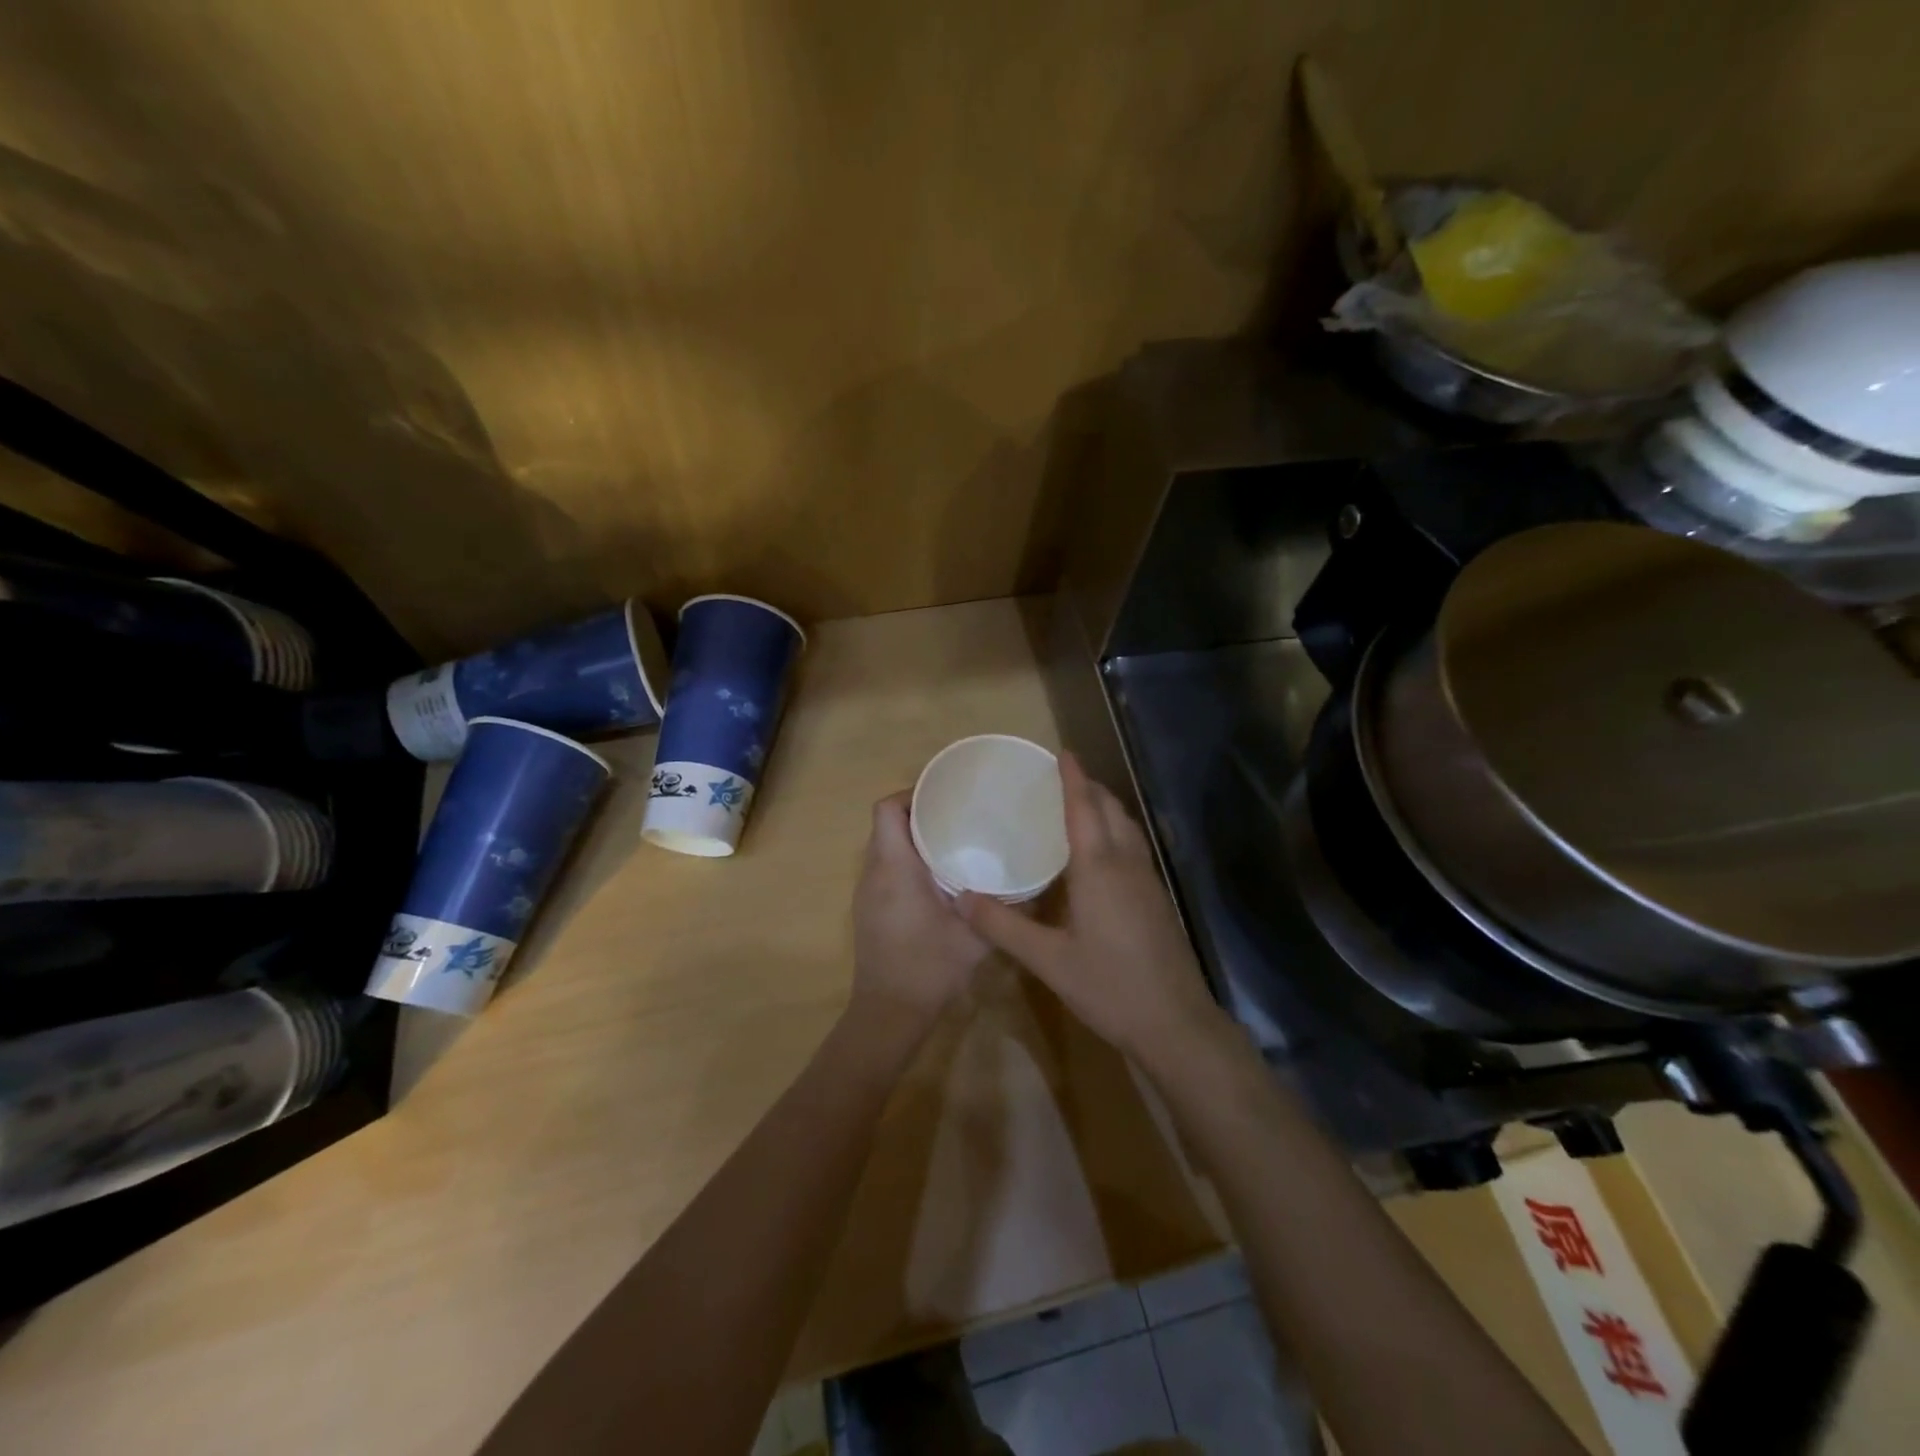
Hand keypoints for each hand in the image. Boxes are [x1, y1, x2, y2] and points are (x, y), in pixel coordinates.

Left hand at [851, 791, 990, 1026]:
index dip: (912, 794)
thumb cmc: (929, 968)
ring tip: (953, 839)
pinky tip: (938, 876)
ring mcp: (867, 892)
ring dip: (912, 837)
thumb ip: (1004, 907)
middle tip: (958, 814)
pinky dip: (906, 860)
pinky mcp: (869, 908)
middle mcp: (874, 873)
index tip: (945, 796)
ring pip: (884, 845)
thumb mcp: (976, 937)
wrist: (889, 1013)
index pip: (887, 809)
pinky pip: (884, 868)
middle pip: (886, 823)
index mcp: (895, 868)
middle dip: (918, 812)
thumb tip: (1036, 883)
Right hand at [957, 753, 1228, 1066]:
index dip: (1073, 778)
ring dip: (1105, 808)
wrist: (1175, 1023)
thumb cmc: (1109, 987)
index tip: (1061, 753)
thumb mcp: (1048, 960)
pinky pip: (1134, 847)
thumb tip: (959, 898)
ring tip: (1078, 807)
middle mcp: (1127, 864)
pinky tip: (1099, 854)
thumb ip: (1003, 926)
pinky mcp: (1157, 899)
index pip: (1084, 808)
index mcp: (1099, 868)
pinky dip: (1115, 831)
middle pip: (1111, 810)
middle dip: (1089, 787)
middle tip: (1060, 779)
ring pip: (1127, 827)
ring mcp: (1148, 880)